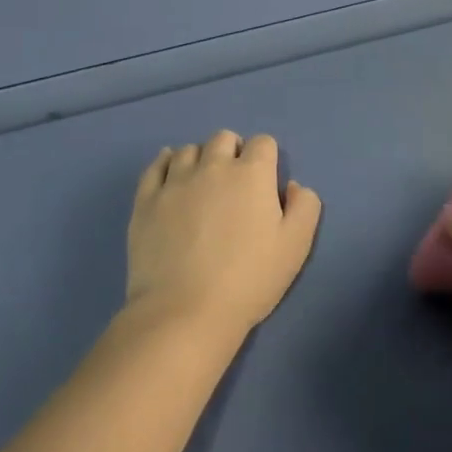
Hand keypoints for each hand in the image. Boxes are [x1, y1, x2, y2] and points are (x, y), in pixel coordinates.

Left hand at [124, 132, 321, 339]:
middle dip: (234, 152)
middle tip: (236, 184)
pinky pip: (156, 166)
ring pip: (189, 149)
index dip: (267, 159)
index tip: (265, 184)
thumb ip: (305, 205)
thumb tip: (292, 186)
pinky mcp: (146, 201)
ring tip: (203, 185)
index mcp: (252, 174)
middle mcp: (213, 167)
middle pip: (224, 139)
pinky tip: (171, 176)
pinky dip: (166, 163)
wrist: (185, 312)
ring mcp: (175, 182)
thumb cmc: (249, 279)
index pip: (263, 143)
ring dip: (201, 159)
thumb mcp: (297, 245)